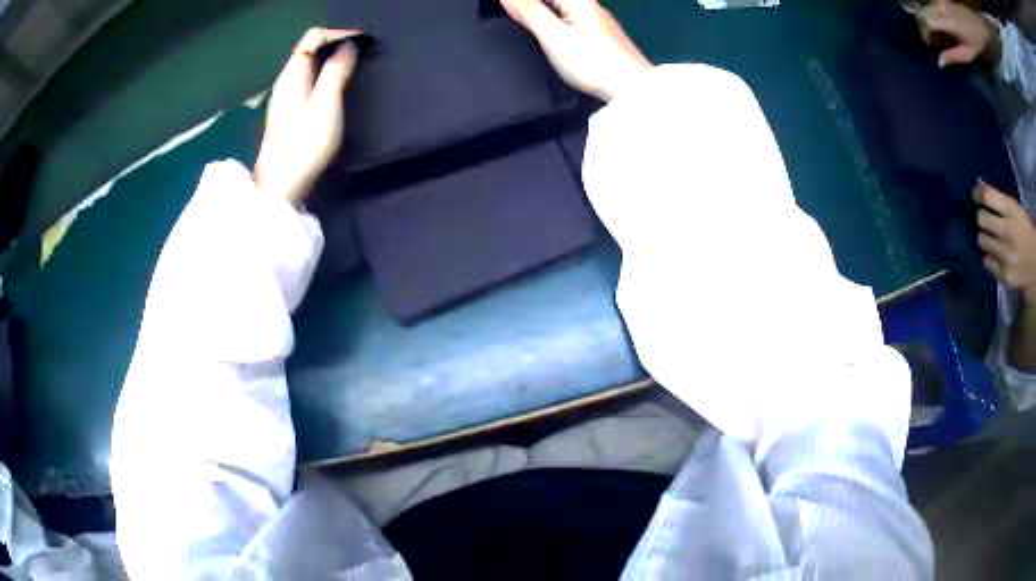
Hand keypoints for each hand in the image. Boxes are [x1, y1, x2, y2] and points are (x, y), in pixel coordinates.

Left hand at [253, 28, 359, 205]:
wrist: (279, 188)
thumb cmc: (302, 146)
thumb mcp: (325, 105)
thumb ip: (336, 72)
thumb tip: (349, 46)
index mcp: (292, 74)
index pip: (313, 36)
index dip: (339, 33)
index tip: (364, 41)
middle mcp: (286, 81)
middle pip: (310, 48)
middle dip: (337, 43)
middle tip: (364, 52)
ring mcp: (286, 97)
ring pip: (310, 65)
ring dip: (333, 60)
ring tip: (357, 67)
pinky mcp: (289, 112)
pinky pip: (310, 80)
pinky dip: (326, 75)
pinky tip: (339, 87)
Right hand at [501, 0, 651, 101]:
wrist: (632, 89)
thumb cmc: (591, 61)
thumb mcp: (554, 36)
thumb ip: (529, 12)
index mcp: (578, 0)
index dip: (524, 3)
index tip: (507, 10)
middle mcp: (589, 4)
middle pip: (554, 0)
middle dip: (532, 6)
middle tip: (511, 16)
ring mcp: (597, 20)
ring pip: (562, 8)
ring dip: (541, 11)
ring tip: (522, 23)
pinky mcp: (601, 35)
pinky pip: (570, 18)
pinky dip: (554, 20)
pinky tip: (547, 33)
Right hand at [917, 0, 999, 67]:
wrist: (974, 21)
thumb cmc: (975, 39)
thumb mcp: (969, 52)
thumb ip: (955, 56)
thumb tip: (940, 62)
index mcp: (947, 21)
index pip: (926, 21)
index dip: (924, 32)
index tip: (929, 44)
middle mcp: (939, 7)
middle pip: (922, 12)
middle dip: (922, 25)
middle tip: (929, 38)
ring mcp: (938, 1)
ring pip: (924, 7)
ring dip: (925, 18)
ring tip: (933, 31)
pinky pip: (930, 5)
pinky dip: (930, 13)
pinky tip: (937, 22)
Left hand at [975, 181, 1035, 300]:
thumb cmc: (1027, 233)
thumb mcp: (1017, 211)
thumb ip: (1002, 204)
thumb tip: (982, 194)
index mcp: (1012, 211)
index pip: (987, 196)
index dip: (977, 194)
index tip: (975, 196)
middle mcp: (1008, 232)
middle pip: (981, 219)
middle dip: (981, 218)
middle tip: (985, 221)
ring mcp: (1006, 256)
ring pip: (983, 241)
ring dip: (985, 239)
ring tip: (991, 239)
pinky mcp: (1005, 276)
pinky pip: (987, 262)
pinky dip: (989, 258)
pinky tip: (995, 256)